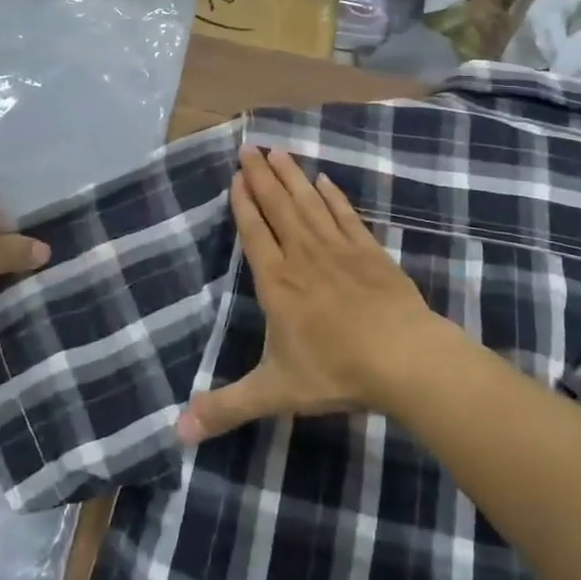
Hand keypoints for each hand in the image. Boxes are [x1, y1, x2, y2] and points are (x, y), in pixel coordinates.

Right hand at [177, 146, 446, 443]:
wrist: (403, 358)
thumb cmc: (335, 371)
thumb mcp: (274, 392)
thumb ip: (226, 408)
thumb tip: (177, 433)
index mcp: (277, 283)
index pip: (254, 233)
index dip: (244, 203)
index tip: (236, 175)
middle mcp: (303, 256)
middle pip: (278, 207)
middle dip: (261, 176)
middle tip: (249, 146)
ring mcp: (339, 249)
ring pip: (309, 203)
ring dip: (292, 176)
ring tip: (279, 150)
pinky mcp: (369, 251)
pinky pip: (346, 216)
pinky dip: (334, 196)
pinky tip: (326, 180)